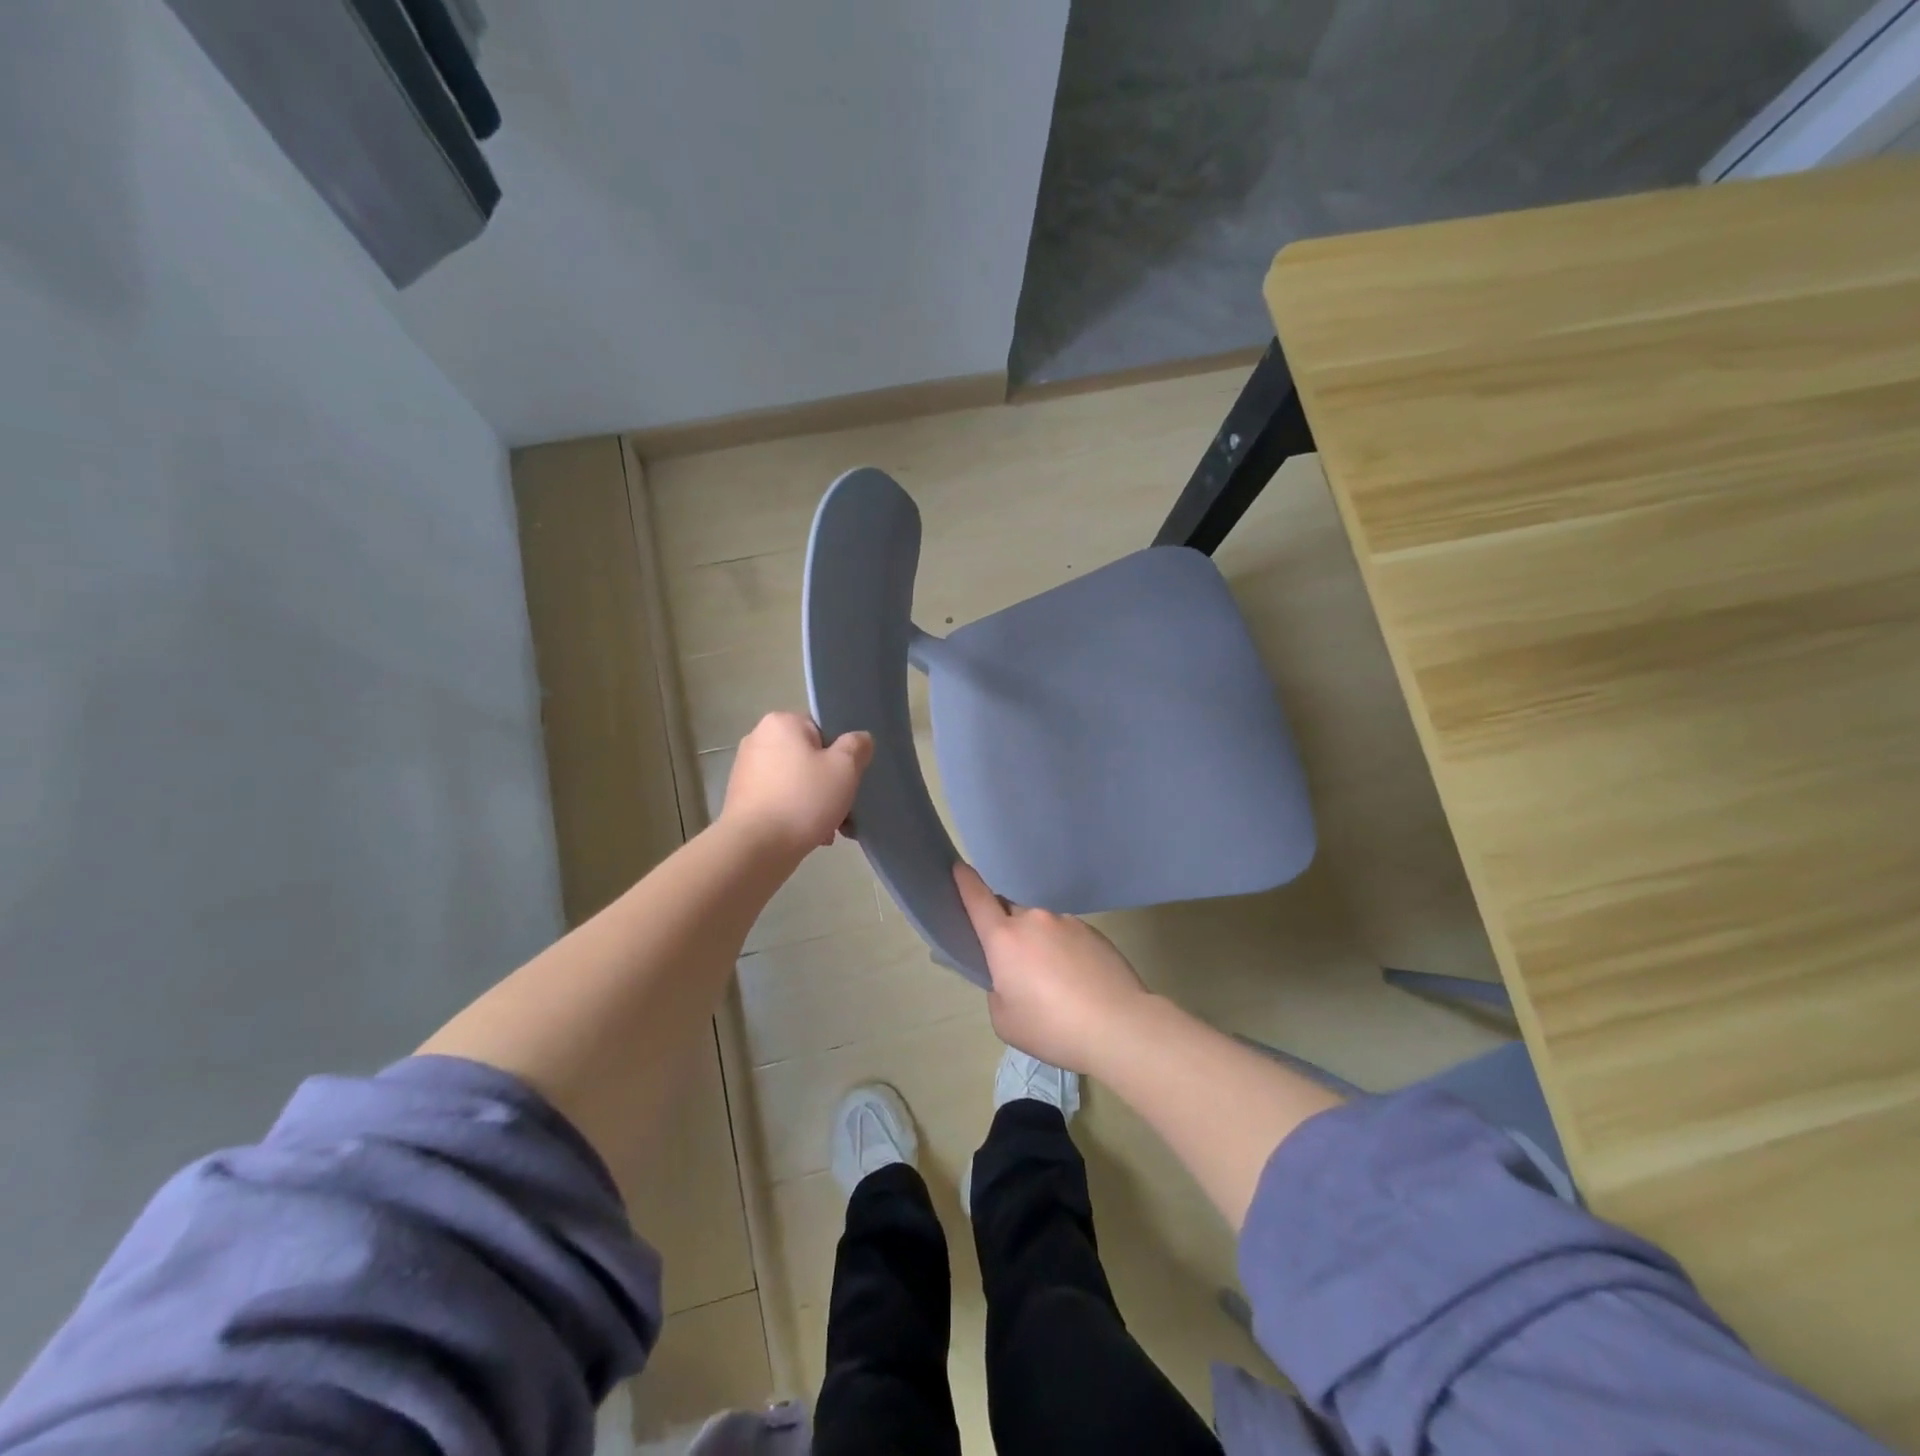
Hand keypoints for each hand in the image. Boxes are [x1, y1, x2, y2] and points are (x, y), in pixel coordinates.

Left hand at [720, 713, 871, 858]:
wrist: (755, 848)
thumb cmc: (803, 800)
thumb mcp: (844, 769)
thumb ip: (856, 747)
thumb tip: (859, 739)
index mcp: (781, 723)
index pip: (822, 729)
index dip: (840, 753)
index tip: (849, 778)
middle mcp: (758, 740)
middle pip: (809, 758)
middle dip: (830, 784)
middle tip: (845, 809)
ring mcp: (746, 771)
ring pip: (797, 782)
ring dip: (816, 803)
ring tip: (831, 831)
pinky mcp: (741, 799)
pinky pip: (780, 800)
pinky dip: (796, 814)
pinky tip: (812, 837)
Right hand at [953, 862, 1152, 1073]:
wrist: (1118, 1025)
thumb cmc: (1052, 1027)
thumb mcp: (1005, 1020)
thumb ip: (998, 990)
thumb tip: (1012, 977)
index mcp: (1004, 938)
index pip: (977, 899)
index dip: (965, 882)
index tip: (958, 866)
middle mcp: (1034, 920)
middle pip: (1010, 913)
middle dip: (1007, 931)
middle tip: (1016, 966)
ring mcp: (1067, 922)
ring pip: (1042, 927)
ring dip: (1040, 945)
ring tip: (1056, 984)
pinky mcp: (1094, 932)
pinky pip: (1068, 936)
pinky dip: (1065, 952)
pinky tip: (1078, 983)